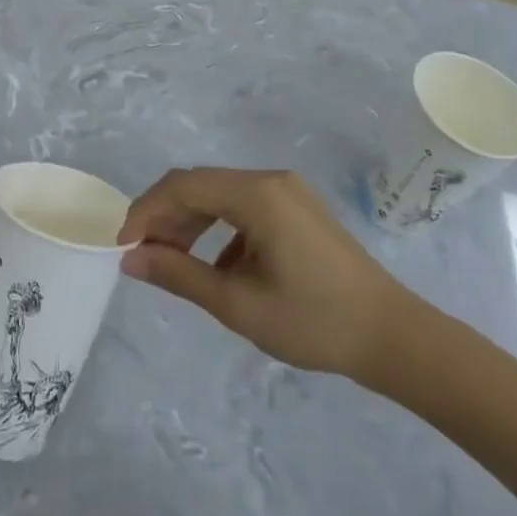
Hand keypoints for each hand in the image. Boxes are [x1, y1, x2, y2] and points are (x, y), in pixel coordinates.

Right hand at [118, 167, 425, 381]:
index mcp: (257, 194)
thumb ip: (179, 276)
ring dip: (191, 223)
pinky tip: (217, 268)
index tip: (123, 247)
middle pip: (201, 185)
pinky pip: (245, 208)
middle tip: (142, 257)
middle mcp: (270, 179)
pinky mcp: (298, 208)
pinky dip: (220, 230)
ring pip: (222, 196)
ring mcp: (288, 191)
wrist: (393, 336)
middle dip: (165, 217)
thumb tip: (130, 260)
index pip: (183, 186)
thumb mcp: (238, 304)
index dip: (146, 211)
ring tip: (172, 262)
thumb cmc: (314, 321)